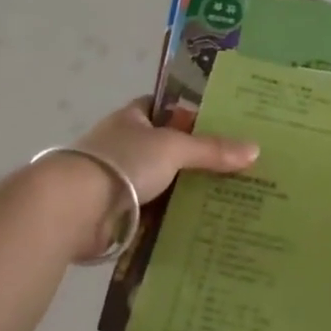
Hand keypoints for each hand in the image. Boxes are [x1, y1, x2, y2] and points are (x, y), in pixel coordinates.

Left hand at [76, 99, 258, 205]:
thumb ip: (211, 149)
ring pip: (162, 182)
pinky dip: (173, 218)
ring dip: (186, 191)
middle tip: (236, 165)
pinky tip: (203, 224)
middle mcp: (124, 145)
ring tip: (229, 197)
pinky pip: (154, 213)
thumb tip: (255, 149)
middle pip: (167, 148)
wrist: (75, 208)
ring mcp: (120, 180)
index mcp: (132, 118)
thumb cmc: (122, 162)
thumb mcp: (173, 148)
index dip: (188, 111)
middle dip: (195, 157)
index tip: (220, 122)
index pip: (162, 107)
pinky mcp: (118, 214)